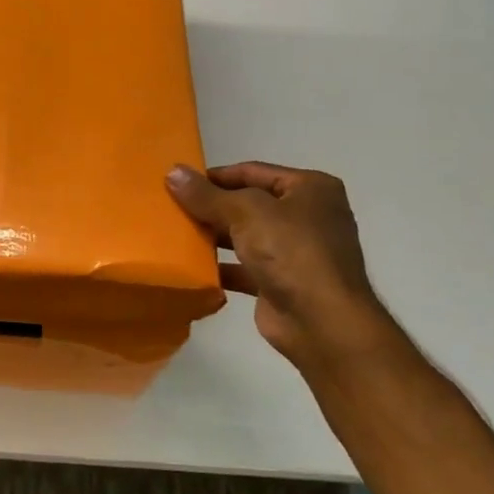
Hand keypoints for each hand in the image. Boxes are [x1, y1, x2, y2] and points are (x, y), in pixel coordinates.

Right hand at [166, 161, 400, 375]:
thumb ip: (207, 195)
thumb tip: (173, 172)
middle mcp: (307, 216)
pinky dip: (221, 267)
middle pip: (249, 204)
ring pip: (246, 236)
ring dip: (214, 237)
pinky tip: (192, 268)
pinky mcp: (282, 283)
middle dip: (213, 207)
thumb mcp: (245, 212)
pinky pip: (245, 268)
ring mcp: (296, 252)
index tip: (179, 183)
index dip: (215, 176)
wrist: (321, 322)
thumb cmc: (291, 251)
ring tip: (176, 235)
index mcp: (310, 188)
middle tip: (172, 209)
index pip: (253, 172)